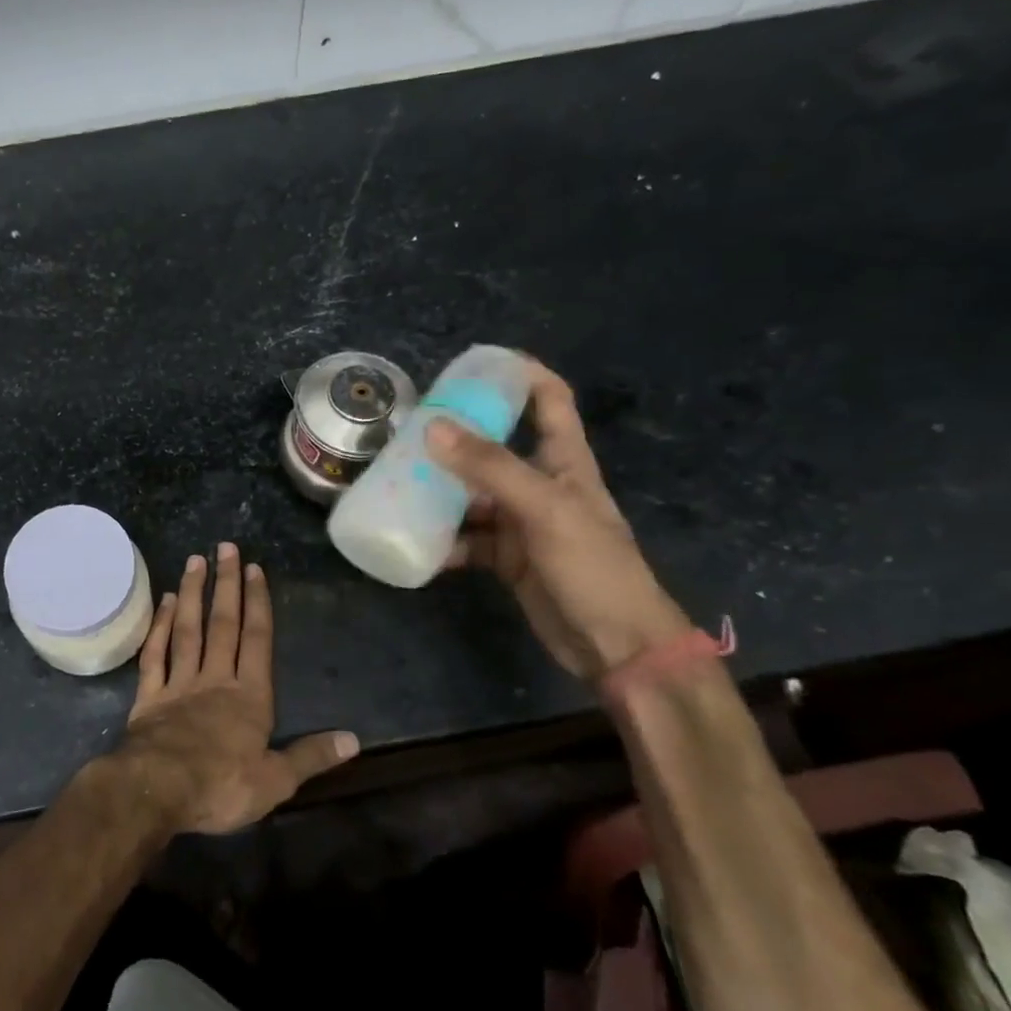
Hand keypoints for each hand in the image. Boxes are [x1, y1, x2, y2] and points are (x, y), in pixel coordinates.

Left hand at [109, 543, 358, 835]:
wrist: (158, 790)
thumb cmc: (221, 786)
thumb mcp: (276, 781)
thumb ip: (312, 757)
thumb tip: (353, 740)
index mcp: (249, 697)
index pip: (257, 640)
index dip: (258, 603)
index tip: (254, 568)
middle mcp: (215, 679)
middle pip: (223, 624)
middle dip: (227, 585)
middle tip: (225, 547)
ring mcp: (179, 684)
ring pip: (188, 630)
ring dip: (193, 594)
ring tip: (195, 561)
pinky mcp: (149, 696)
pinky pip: (155, 654)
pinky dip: (160, 626)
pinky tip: (165, 602)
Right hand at [424, 358, 691, 681]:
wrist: (615, 646)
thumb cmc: (592, 566)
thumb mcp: (543, 509)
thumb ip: (489, 468)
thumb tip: (432, 427)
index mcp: (563, 461)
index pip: (549, 399)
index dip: (520, 374)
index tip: (475, 364)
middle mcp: (540, 484)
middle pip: (494, 446)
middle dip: (455, 436)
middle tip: (407, 429)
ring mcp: (520, 523)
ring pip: (471, 495)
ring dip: (438, 491)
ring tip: (395, 484)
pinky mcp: (505, 557)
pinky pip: (465, 539)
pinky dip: (441, 541)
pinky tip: (413, 541)